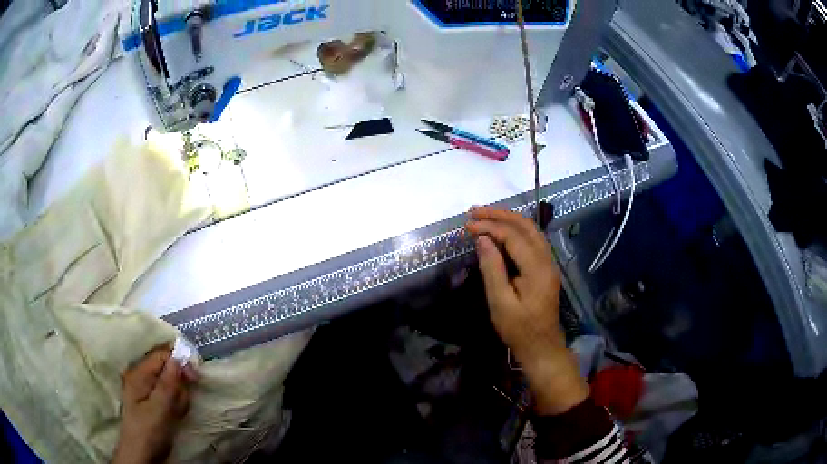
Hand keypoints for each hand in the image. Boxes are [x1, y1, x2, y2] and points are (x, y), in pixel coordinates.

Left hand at [112, 347, 196, 463]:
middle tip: (182, 403)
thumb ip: (168, 384)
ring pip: (171, 383)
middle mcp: (142, 376)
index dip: (180, 361)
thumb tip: (177, 357)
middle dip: (180, 384)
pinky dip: (177, 404)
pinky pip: (170, 395)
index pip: (162, 355)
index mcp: (139, 373)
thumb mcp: (159, 409)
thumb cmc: (148, 431)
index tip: (195, 378)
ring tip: (177, 413)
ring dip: (179, 397)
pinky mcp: (154, 402)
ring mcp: (147, 389)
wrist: (142, 455)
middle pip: (168, 368)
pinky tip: (176, 415)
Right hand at [467, 206, 587, 415]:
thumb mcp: (500, 302)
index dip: (490, 227)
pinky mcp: (545, 268)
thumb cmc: (518, 329)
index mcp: (537, 268)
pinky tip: (500, 232)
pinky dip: (515, 230)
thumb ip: (492, 268)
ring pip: (531, 230)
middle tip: (474, 211)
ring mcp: (548, 263)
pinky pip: (532, 240)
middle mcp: (547, 259)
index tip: (467, 226)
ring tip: (484, 216)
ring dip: (508, 219)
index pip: (513, 236)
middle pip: (526, 225)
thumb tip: (482, 239)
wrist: (541, 347)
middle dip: (500, 214)